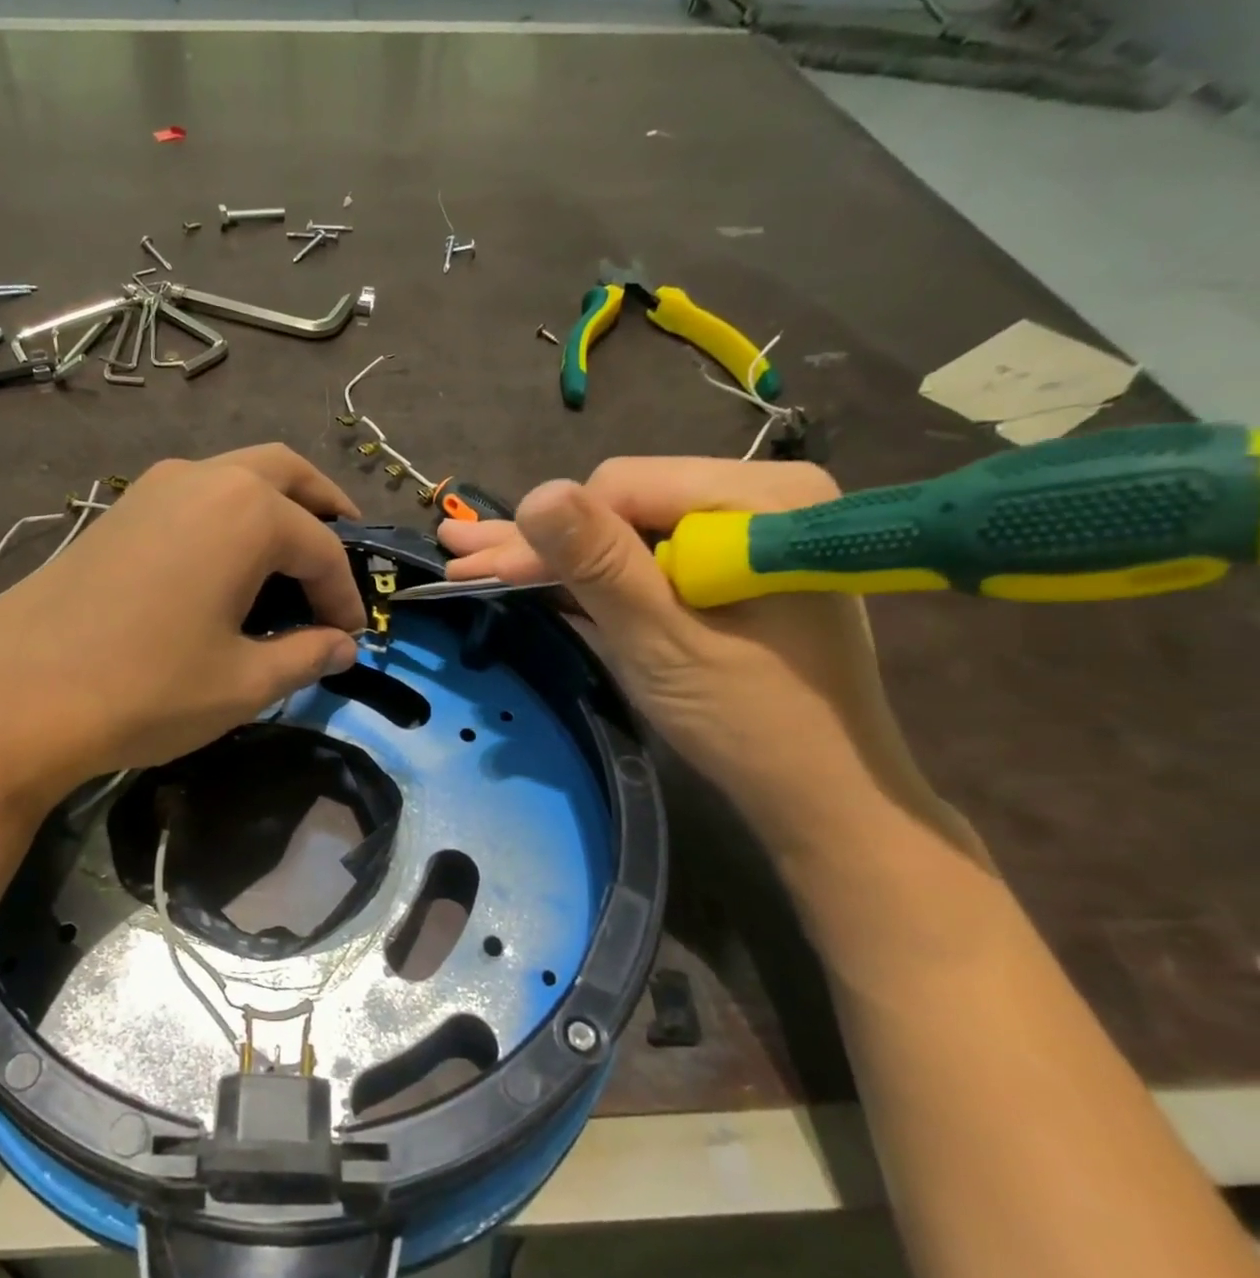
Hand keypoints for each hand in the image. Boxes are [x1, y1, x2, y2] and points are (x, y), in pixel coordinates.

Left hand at [0, 445, 365, 813]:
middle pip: (286, 474)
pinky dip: (229, 519)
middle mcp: (204, 479)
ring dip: (274, 509)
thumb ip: (303, 657)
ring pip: (236, 477)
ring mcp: (154, 488)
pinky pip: (196, 497)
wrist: (15, 695)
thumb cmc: (147, 688)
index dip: (345, 595)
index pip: (322, 549)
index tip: (353, 637)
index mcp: (248, 513)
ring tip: (288, 562)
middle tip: (342, 555)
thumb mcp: (242, 683)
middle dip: (324, 511)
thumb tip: (340, 648)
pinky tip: (225, 569)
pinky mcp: (119, 511)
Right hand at [441, 458, 976, 864]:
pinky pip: (647, 557)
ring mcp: (745, 532)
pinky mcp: (728, 566)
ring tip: (474, 559)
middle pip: (622, 505)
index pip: (623, 486)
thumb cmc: (747, 720)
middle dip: (540, 542)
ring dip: (553, 555)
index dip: (550, 531)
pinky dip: (592, 574)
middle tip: (460, 556)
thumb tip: (536, 494)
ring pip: (626, 530)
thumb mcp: (661, 641)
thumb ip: (601, 566)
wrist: (818, 791)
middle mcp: (760, 498)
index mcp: (762, 499)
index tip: (487, 572)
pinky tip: (532, 574)